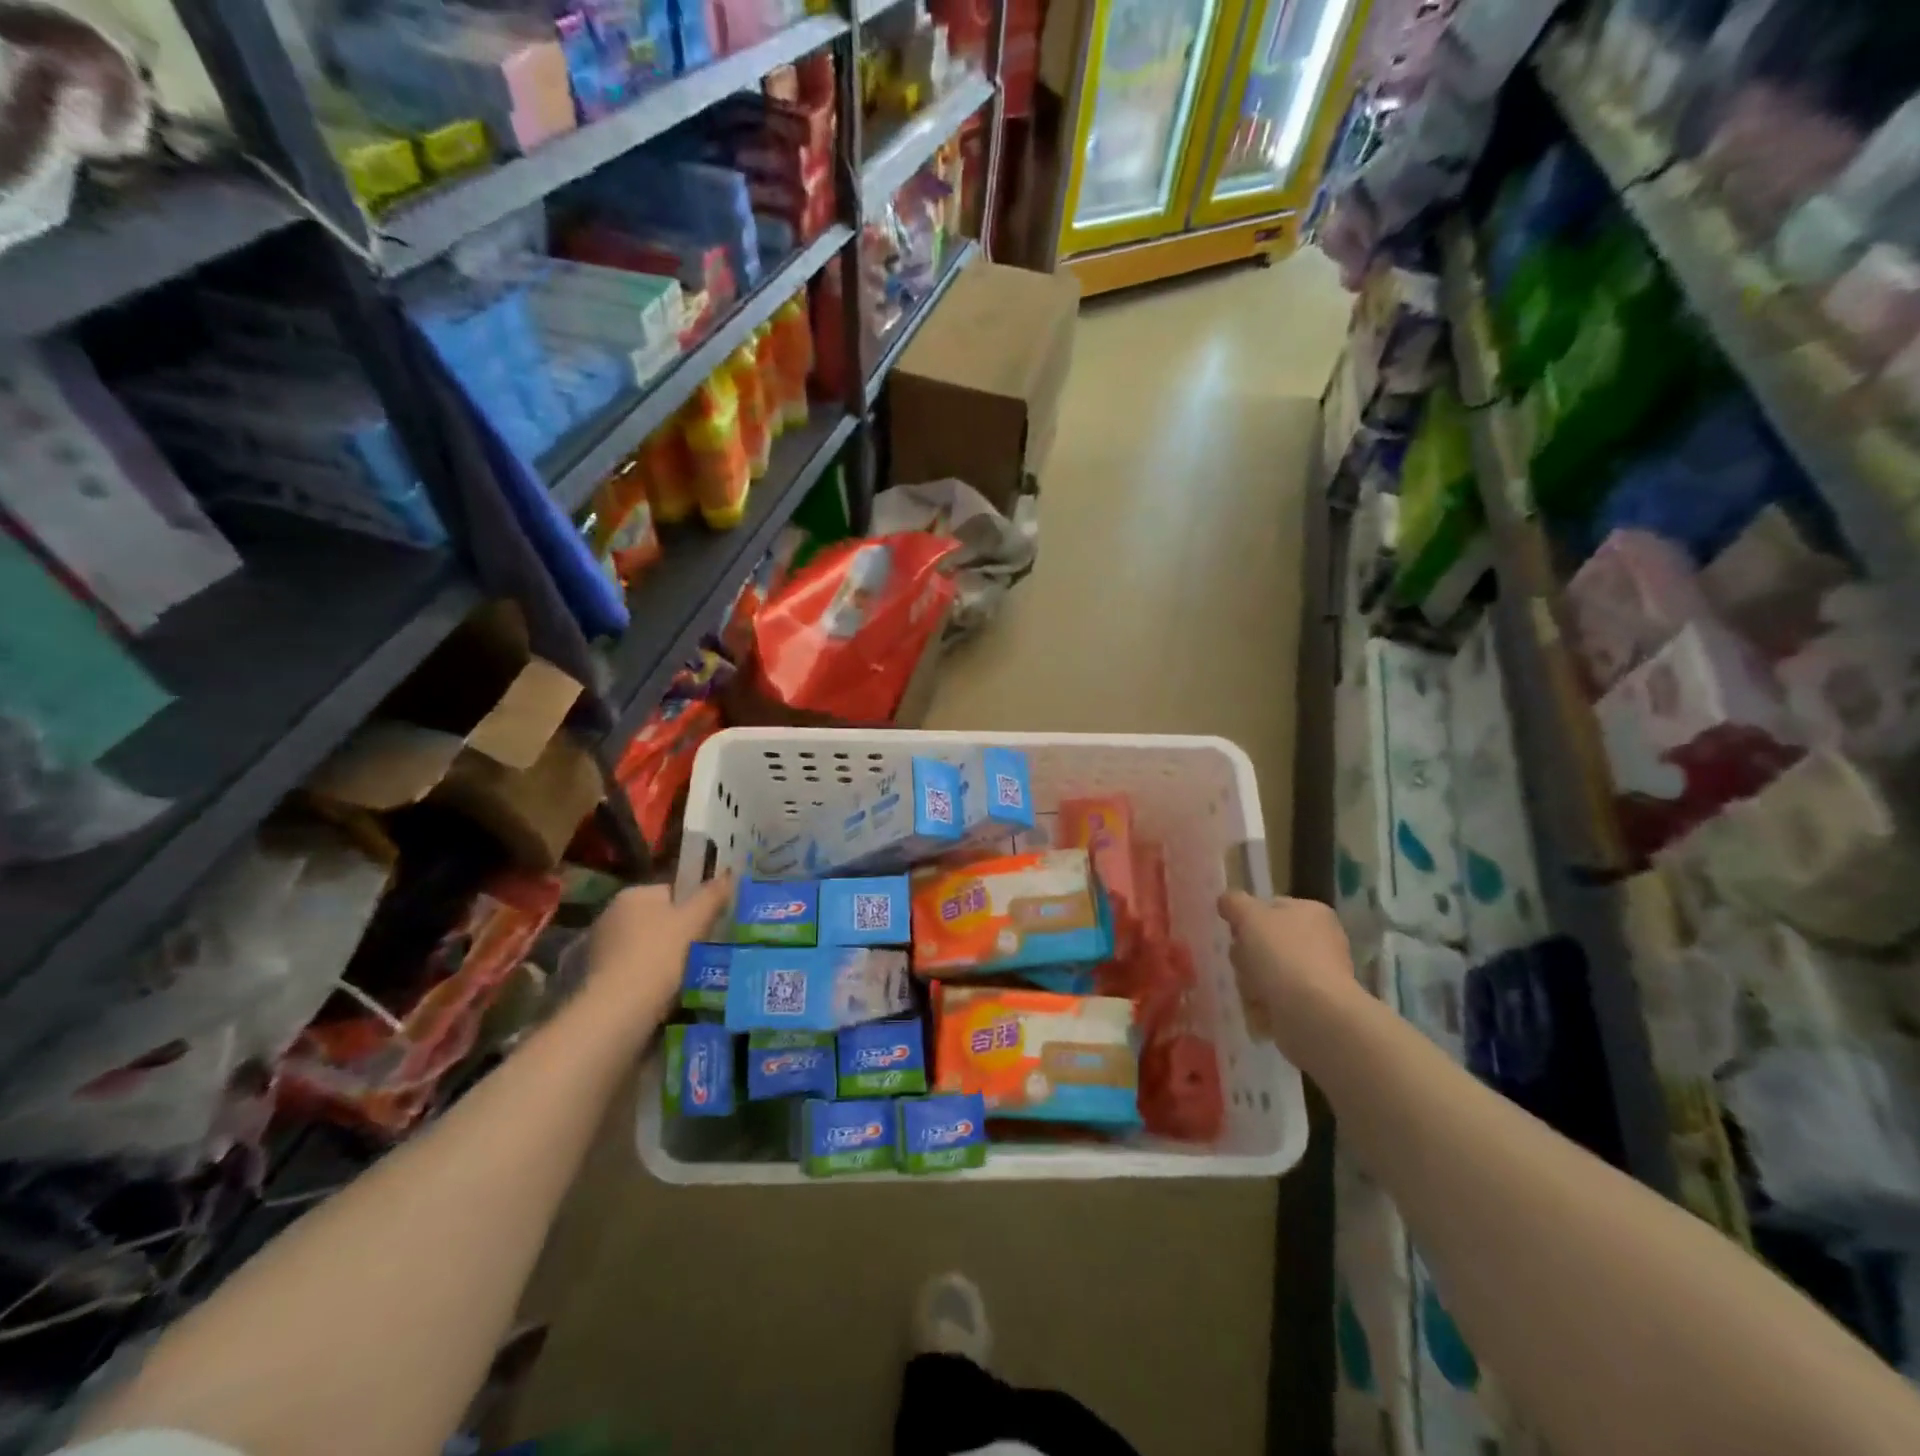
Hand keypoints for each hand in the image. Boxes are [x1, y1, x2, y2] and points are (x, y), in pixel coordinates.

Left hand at [582, 874, 733, 1033]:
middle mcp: (611, 914)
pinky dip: (648, 977)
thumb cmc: (660, 954)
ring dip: (664, 957)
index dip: (694, 907)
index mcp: (633, 894)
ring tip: (688, 975)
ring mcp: (600, 947)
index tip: (710, 926)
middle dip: (678, 933)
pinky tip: (665, 991)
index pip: (671, 892)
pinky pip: (634, 969)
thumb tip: (729, 873)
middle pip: (657, 919)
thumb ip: (712, 895)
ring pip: (646, 946)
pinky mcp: (596, 977)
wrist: (620, 1008)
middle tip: (704, 950)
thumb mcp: (695, 920)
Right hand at [1218, 892, 1359, 1050]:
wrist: (1314, 1013)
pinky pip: (1276, 999)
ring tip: (1252, 990)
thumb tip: (1226, 900)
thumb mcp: (1249, 916)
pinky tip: (1260, 1008)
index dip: (1246, 919)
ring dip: (1251, 981)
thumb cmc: (1282, 955)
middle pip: (1265, 942)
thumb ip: (1234, 902)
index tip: (1234, 933)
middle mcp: (1320, 940)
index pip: (1270, 907)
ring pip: (1267, 971)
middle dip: (1246, 955)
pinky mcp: (1314, 1006)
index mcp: (1312, 912)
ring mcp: (1318, 975)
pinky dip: (1263, 1004)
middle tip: (1244, 964)